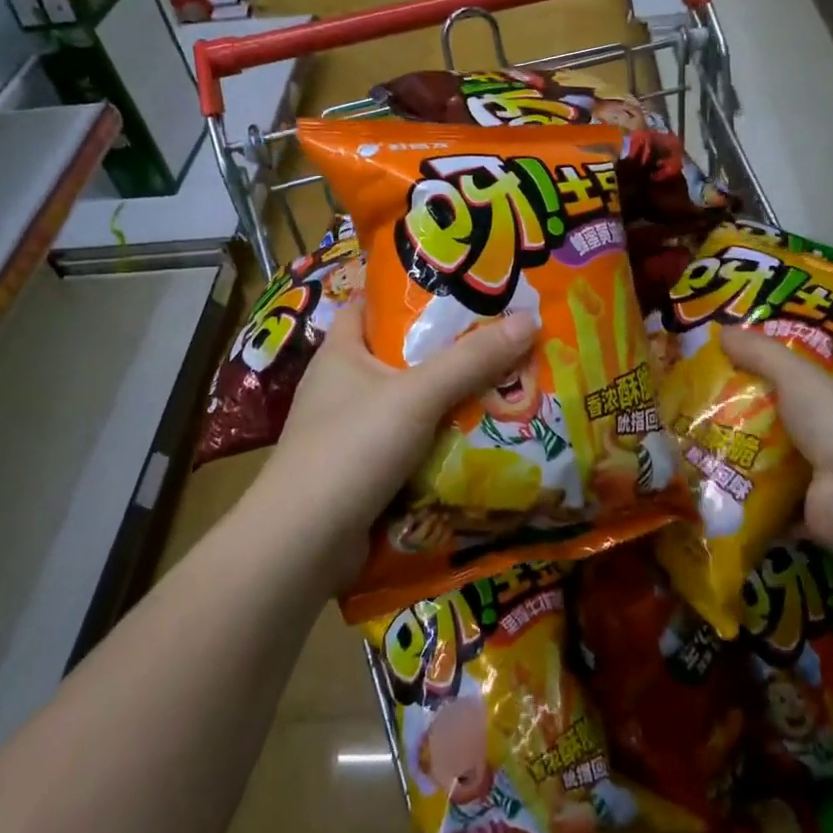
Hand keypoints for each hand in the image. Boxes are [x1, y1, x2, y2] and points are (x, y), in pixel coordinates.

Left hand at [257, 298, 537, 586]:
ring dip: (449, 399)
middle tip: (500, 337)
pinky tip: (479, 439)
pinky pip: (410, 444)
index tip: (457, 287)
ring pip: (410, 403)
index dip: (408, 292)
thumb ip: (472, 359)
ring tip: (504, 385)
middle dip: (447, 350)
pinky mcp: (362, 471)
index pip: (370, 304)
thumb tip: (530, 319)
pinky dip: (440, 441)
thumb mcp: (417, 394)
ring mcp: (350, 431)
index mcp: (341, 352)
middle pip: (400, 355)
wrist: (303, 545)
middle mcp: (342, 386)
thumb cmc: (352, 447)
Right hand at [717, 326, 832, 547]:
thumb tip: (721, 330)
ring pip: (781, 462)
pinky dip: (751, 497)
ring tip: (702, 445)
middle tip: (708, 410)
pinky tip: (718, 485)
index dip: (778, 373)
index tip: (738, 369)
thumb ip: (761, 353)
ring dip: (748, 458)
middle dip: (754, 418)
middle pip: (791, 421)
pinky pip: (775, 501)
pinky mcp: (815, 512)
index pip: (812, 381)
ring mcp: (832, 477)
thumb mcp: (796, 375)